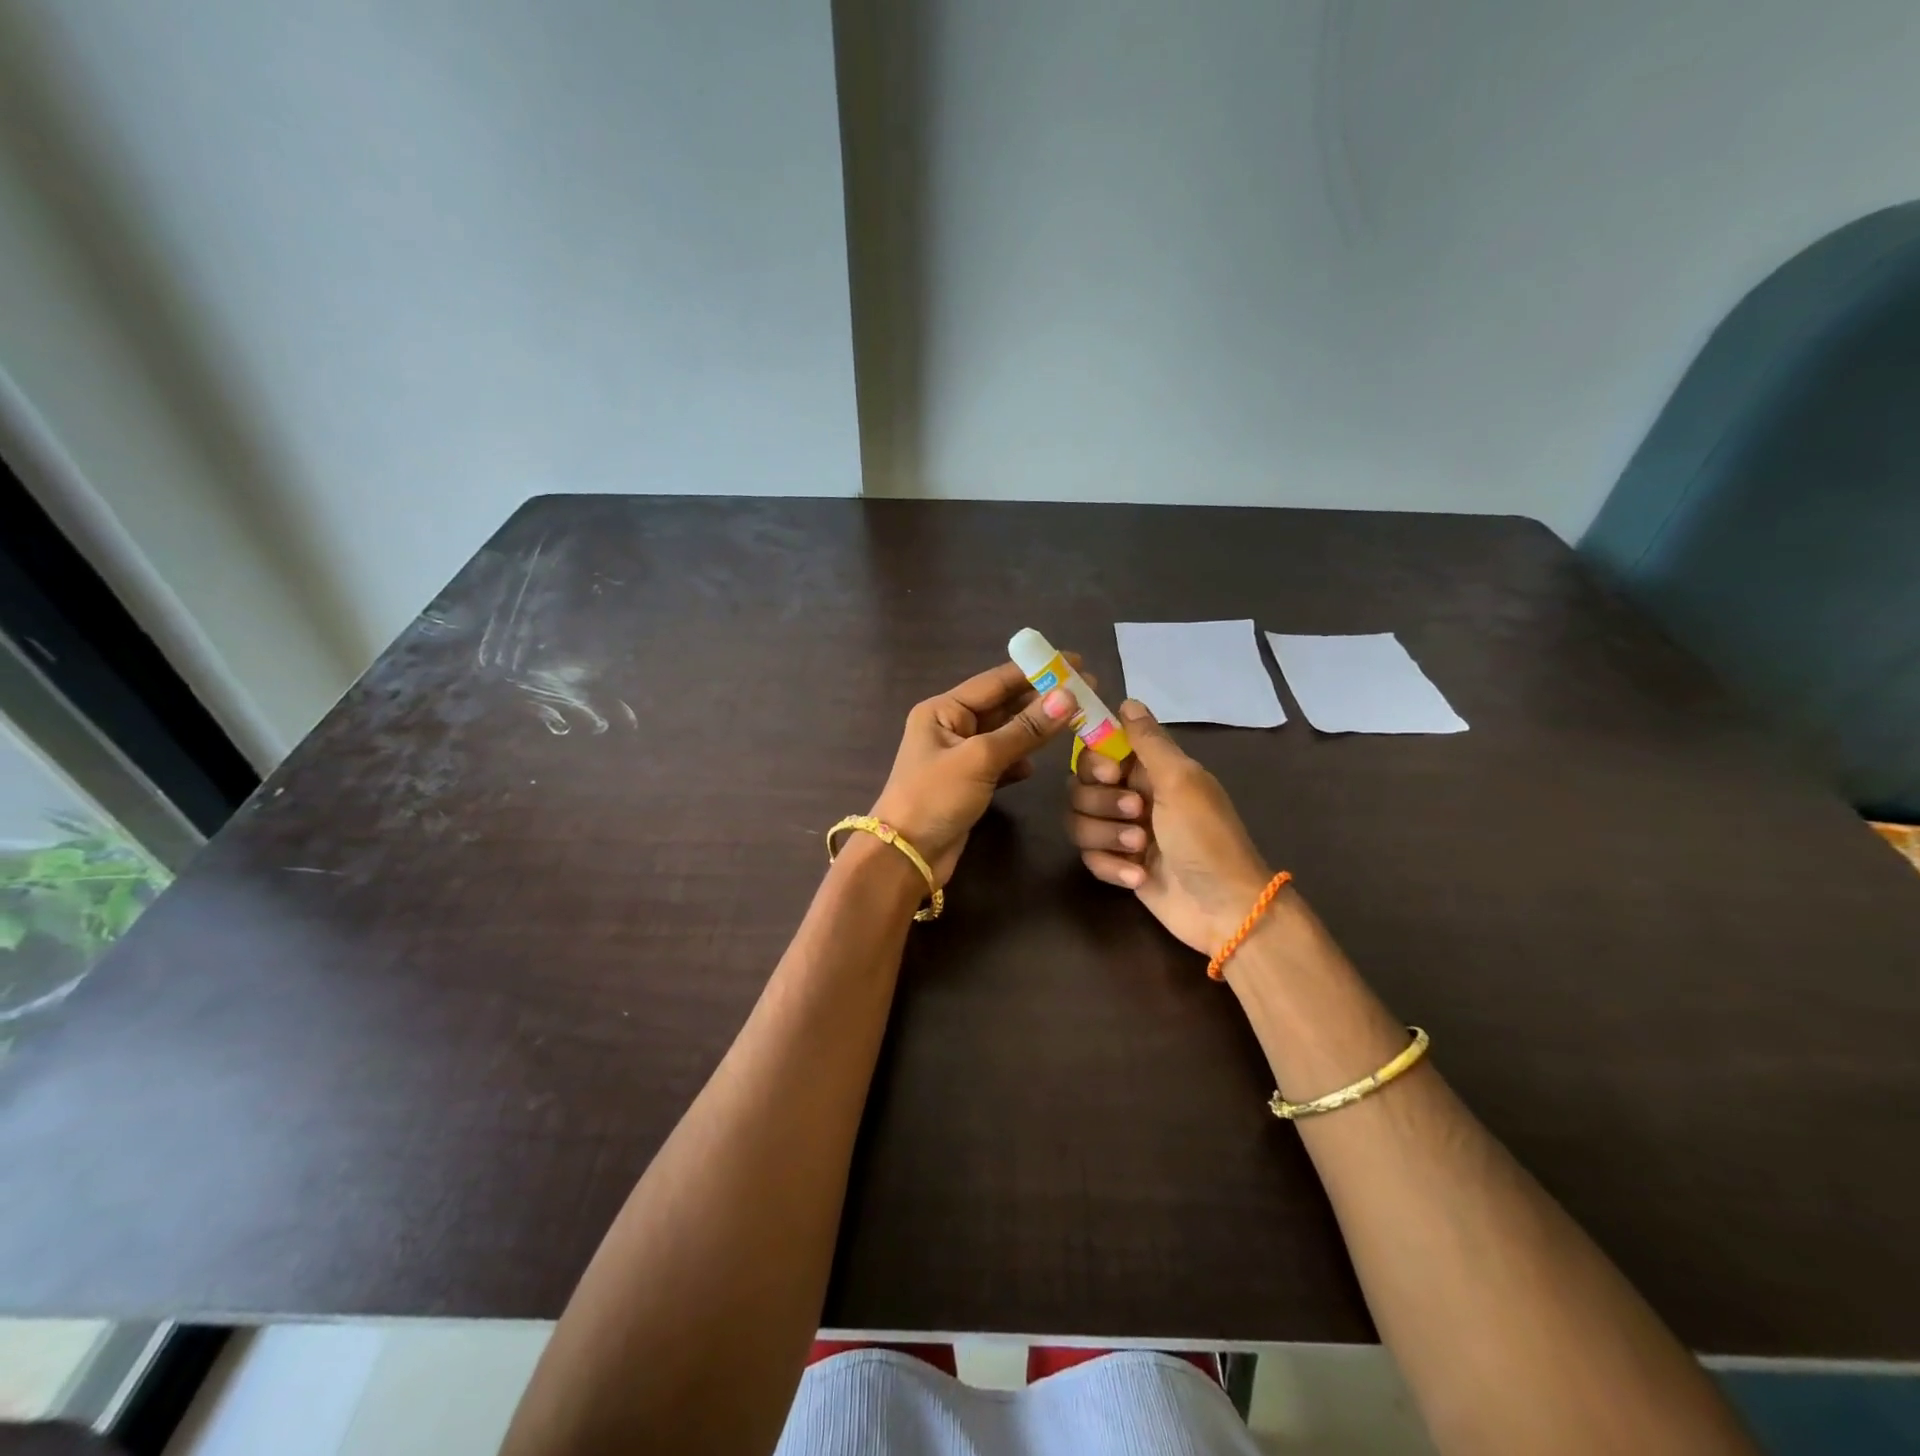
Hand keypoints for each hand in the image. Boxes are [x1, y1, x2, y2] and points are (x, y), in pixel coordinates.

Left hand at [871, 660, 1078, 883]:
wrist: (906, 857)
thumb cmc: (935, 798)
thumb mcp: (980, 759)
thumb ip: (1025, 730)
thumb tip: (1067, 697)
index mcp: (943, 710)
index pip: (996, 681)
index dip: (1036, 671)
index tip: (1075, 662)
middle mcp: (950, 726)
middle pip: (1003, 705)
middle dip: (1042, 700)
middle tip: (1088, 690)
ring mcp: (960, 756)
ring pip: (1006, 734)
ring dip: (1036, 730)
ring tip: (1077, 721)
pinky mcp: (969, 784)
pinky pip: (1002, 762)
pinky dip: (1020, 761)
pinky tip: (1038, 764)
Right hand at [1068, 699, 1273, 953]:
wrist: (1224, 909)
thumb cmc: (1207, 838)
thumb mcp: (1181, 781)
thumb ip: (1149, 741)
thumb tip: (1126, 701)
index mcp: (1150, 769)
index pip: (1097, 750)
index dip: (1094, 761)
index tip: (1110, 774)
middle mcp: (1132, 795)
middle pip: (1079, 786)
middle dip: (1101, 803)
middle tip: (1137, 814)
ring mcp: (1123, 832)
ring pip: (1079, 822)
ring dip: (1106, 836)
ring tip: (1140, 850)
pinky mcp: (1118, 865)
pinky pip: (1089, 857)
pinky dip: (1111, 866)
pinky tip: (1138, 877)